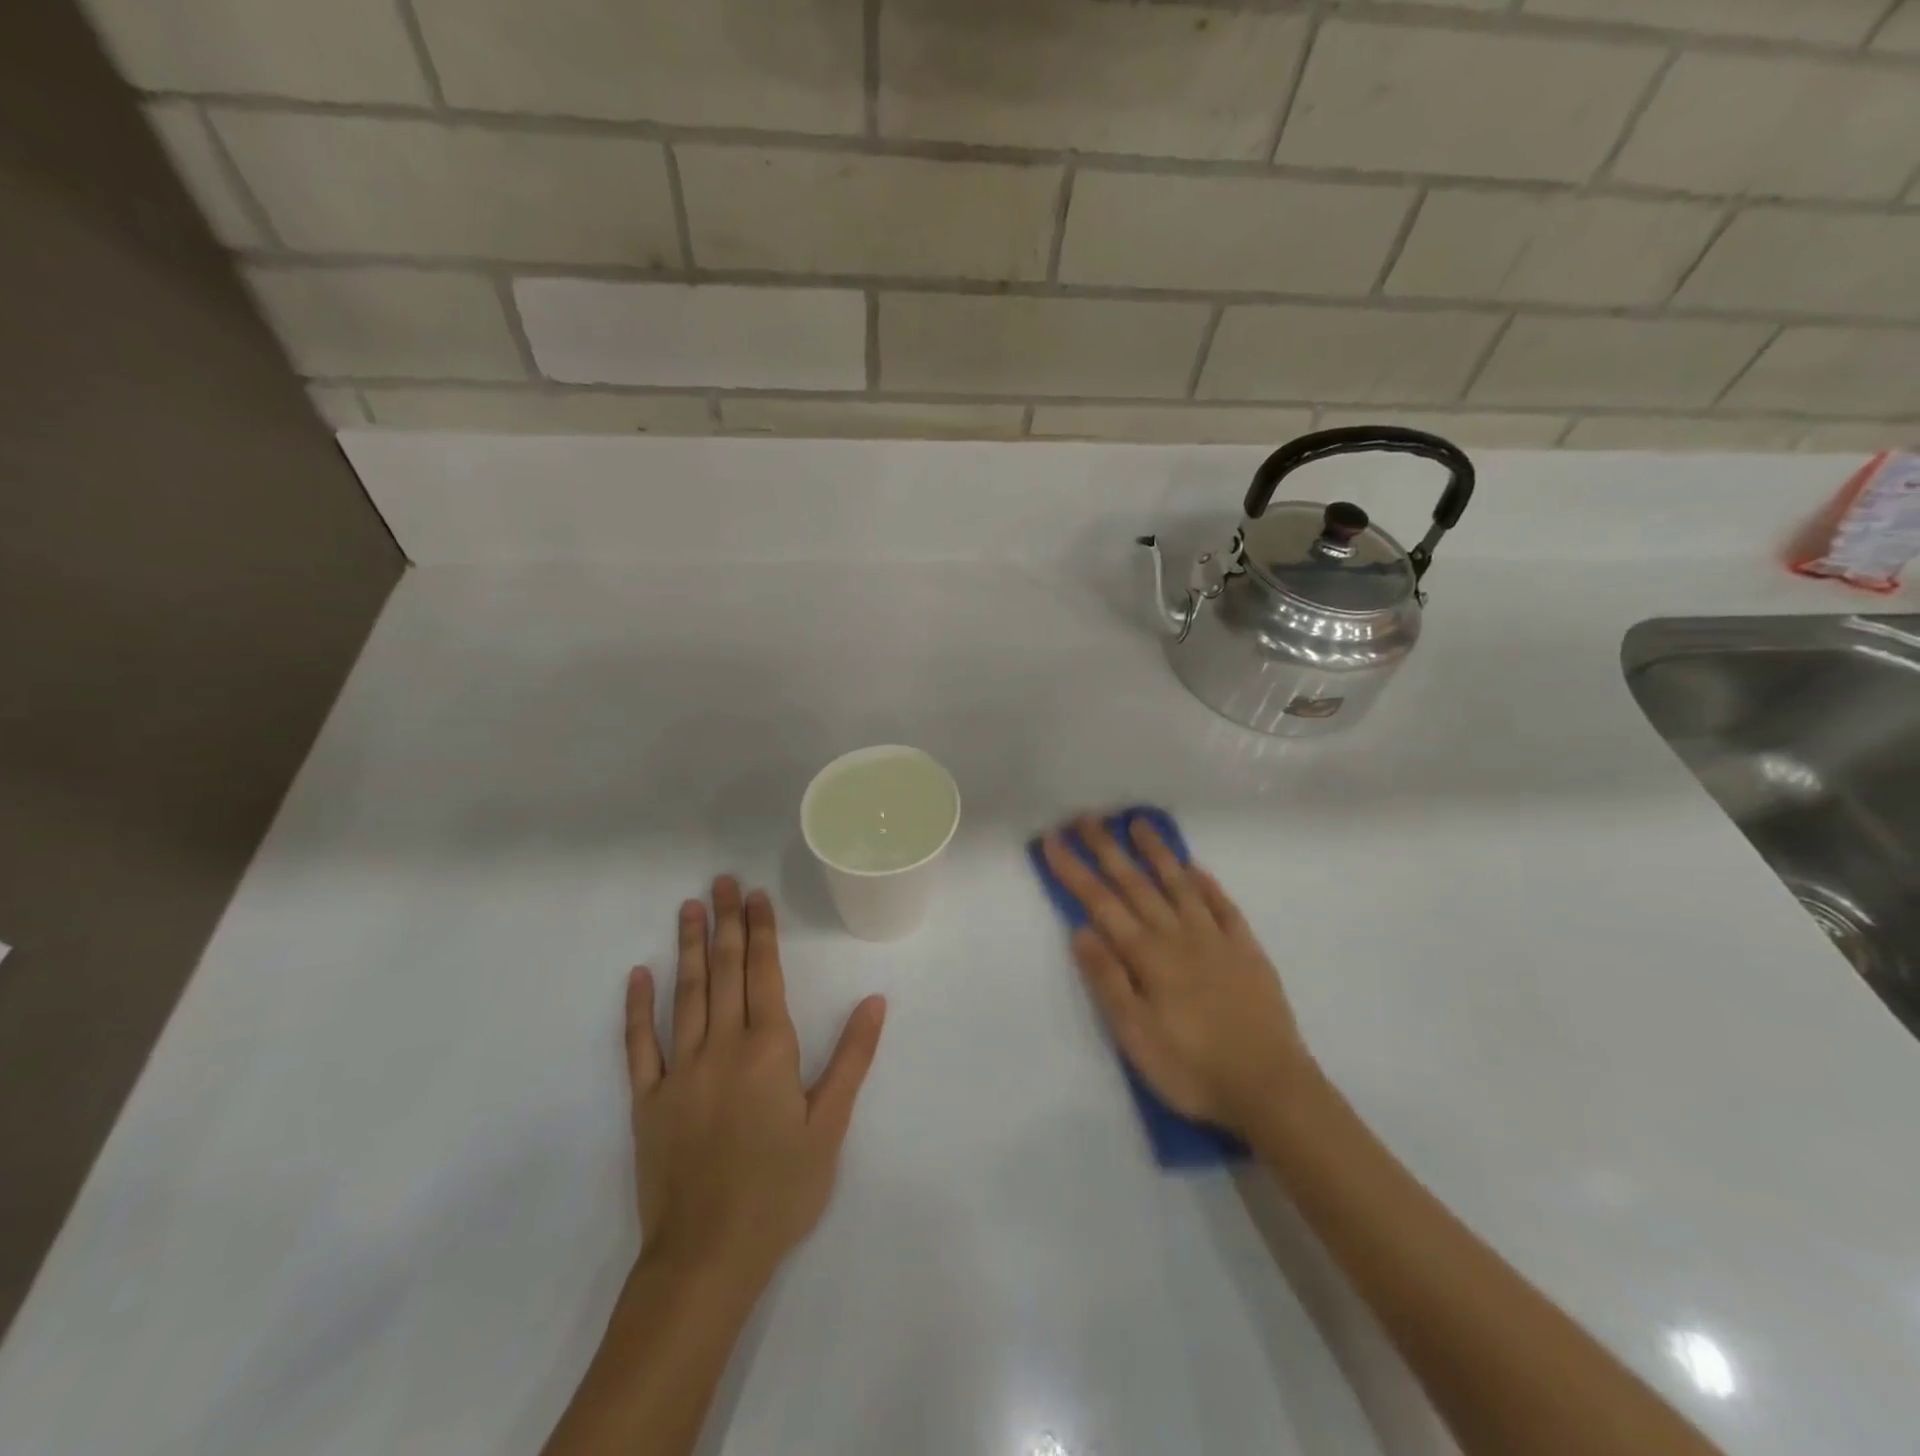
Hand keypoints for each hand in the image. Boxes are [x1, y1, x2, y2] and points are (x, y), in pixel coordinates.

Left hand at [624, 877, 886, 1288]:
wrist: (708, 1257)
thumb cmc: (780, 1190)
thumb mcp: (830, 1125)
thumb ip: (851, 1057)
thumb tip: (874, 1000)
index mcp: (768, 1049)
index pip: (764, 973)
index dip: (761, 930)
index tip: (755, 895)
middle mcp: (722, 1046)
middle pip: (725, 972)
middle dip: (725, 923)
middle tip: (720, 882)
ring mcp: (679, 1071)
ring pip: (685, 995)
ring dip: (688, 949)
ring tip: (688, 908)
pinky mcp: (647, 1101)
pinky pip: (639, 1045)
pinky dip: (638, 1008)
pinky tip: (639, 975)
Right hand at [1042, 816, 1313, 1135]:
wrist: (1271, 1089)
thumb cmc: (1192, 1068)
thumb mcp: (1136, 1036)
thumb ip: (1109, 980)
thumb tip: (1081, 930)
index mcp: (1148, 956)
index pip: (1101, 903)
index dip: (1075, 870)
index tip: (1053, 840)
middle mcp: (1179, 936)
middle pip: (1136, 884)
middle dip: (1108, 849)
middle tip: (1088, 817)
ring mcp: (1216, 940)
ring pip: (1180, 885)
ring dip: (1157, 853)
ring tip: (1139, 823)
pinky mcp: (1247, 952)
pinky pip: (1223, 907)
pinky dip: (1207, 884)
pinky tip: (1195, 868)